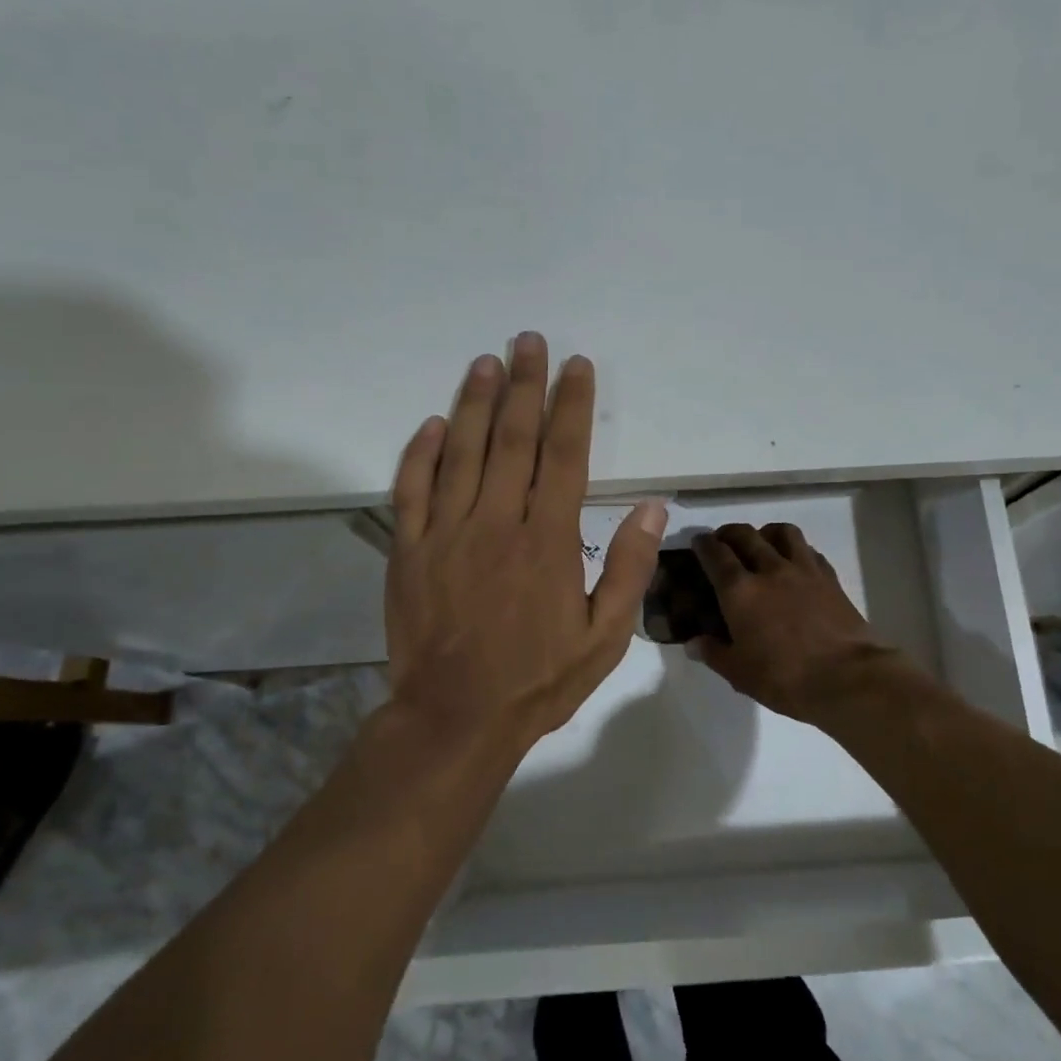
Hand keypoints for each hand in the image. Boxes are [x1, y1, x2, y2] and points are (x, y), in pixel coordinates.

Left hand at [385, 332, 666, 750]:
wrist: (455, 718)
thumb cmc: (537, 680)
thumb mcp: (605, 636)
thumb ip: (629, 568)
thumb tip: (653, 506)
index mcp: (548, 540)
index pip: (564, 455)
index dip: (571, 406)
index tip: (576, 366)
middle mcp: (497, 523)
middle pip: (513, 439)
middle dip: (524, 385)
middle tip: (529, 341)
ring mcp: (446, 533)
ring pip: (462, 452)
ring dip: (475, 403)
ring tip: (486, 362)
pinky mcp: (408, 551)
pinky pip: (412, 490)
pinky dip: (422, 453)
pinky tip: (434, 423)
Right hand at [690, 523, 904, 725]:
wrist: (847, 678)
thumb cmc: (784, 678)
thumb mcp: (739, 673)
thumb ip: (714, 653)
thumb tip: (694, 643)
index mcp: (739, 591)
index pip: (715, 554)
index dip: (703, 544)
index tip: (699, 542)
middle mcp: (769, 569)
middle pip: (746, 535)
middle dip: (730, 533)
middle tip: (724, 542)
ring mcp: (803, 570)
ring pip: (782, 532)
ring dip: (766, 532)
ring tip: (762, 543)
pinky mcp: (829, 577)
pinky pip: (809, 550)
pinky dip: (796, 549)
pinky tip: (795, 564)